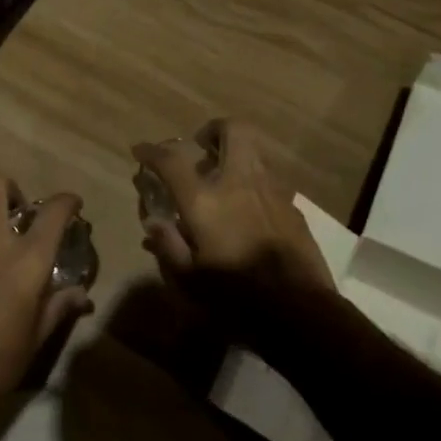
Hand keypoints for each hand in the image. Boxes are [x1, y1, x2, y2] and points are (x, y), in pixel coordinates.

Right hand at [132, 119, 333, 298]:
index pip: (172, 161)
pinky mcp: (292, 205)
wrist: (299, 310)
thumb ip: (168, 246)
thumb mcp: (189, 280)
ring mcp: (271, 190)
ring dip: (235, 153)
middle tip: (200, 146)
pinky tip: (247, 207)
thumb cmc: (235, 297)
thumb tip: (154, 223)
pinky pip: (269, 178)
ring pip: (255, 151)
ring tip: (222, 177)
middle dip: (213, 129)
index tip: (141, 151)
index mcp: (206, 200)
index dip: (152, 151)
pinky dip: (253, 180)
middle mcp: (239, 182)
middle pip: (232, 130)